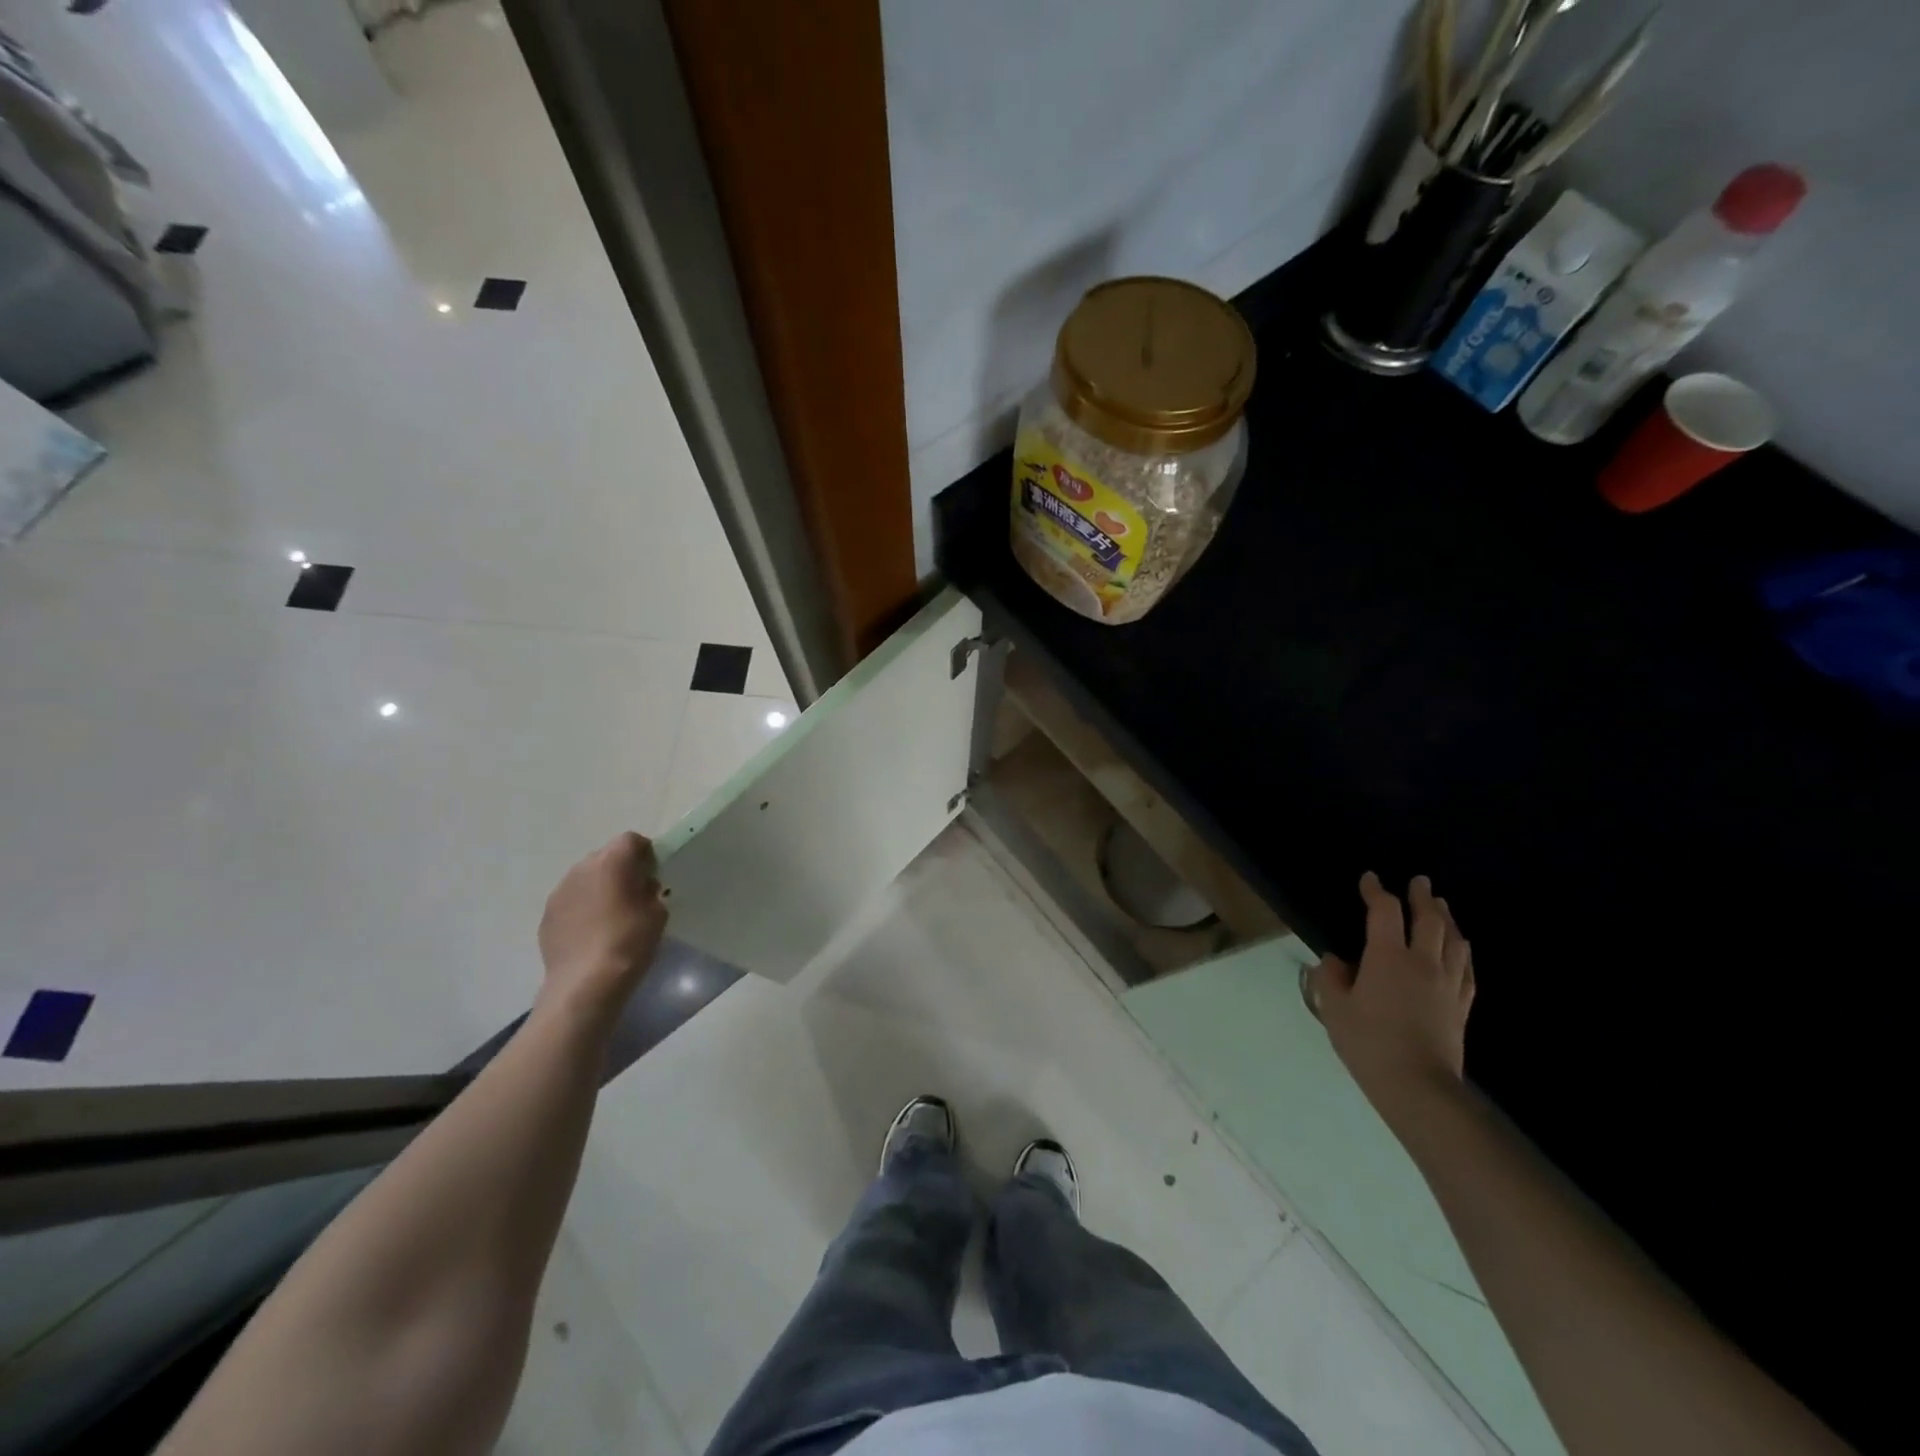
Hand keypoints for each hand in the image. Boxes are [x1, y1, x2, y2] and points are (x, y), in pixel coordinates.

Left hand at [536, 832, 667, 1023]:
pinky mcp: (547, 915)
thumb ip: (650, 891)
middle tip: (635, 893)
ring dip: (599, 887)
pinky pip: (571, 900)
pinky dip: (583, 907)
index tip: (654, 873)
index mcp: (611, 862)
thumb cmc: (629, 942)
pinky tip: (593, 932)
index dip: (645, 852)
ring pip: (585, 878)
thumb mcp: (657, 913)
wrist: (585, 983)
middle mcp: (581, 869)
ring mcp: (559, 892)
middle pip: (605, 856)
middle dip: (621, 868)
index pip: (631, 840)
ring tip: (612, 914)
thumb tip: (641, 887)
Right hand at [1308, 872, 1474, 1115]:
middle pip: (1429, 920)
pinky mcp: (1461, 1007)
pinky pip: (1467, 971)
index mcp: (1388, 957)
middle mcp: (1423, 963)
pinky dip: (1463, 953)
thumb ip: (1331, 978)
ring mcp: (1447, 985)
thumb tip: (1336, 961)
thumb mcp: (1334, 1009)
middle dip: (1422, 897)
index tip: (1370, 879)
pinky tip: (1461, 950)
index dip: (1376, 891)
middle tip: (1420, 882)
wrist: (1418, 1088)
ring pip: (1455, 942)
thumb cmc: (1369, 1043)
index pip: (1384, 911)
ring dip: (1448, 919)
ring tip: (1442, 907)